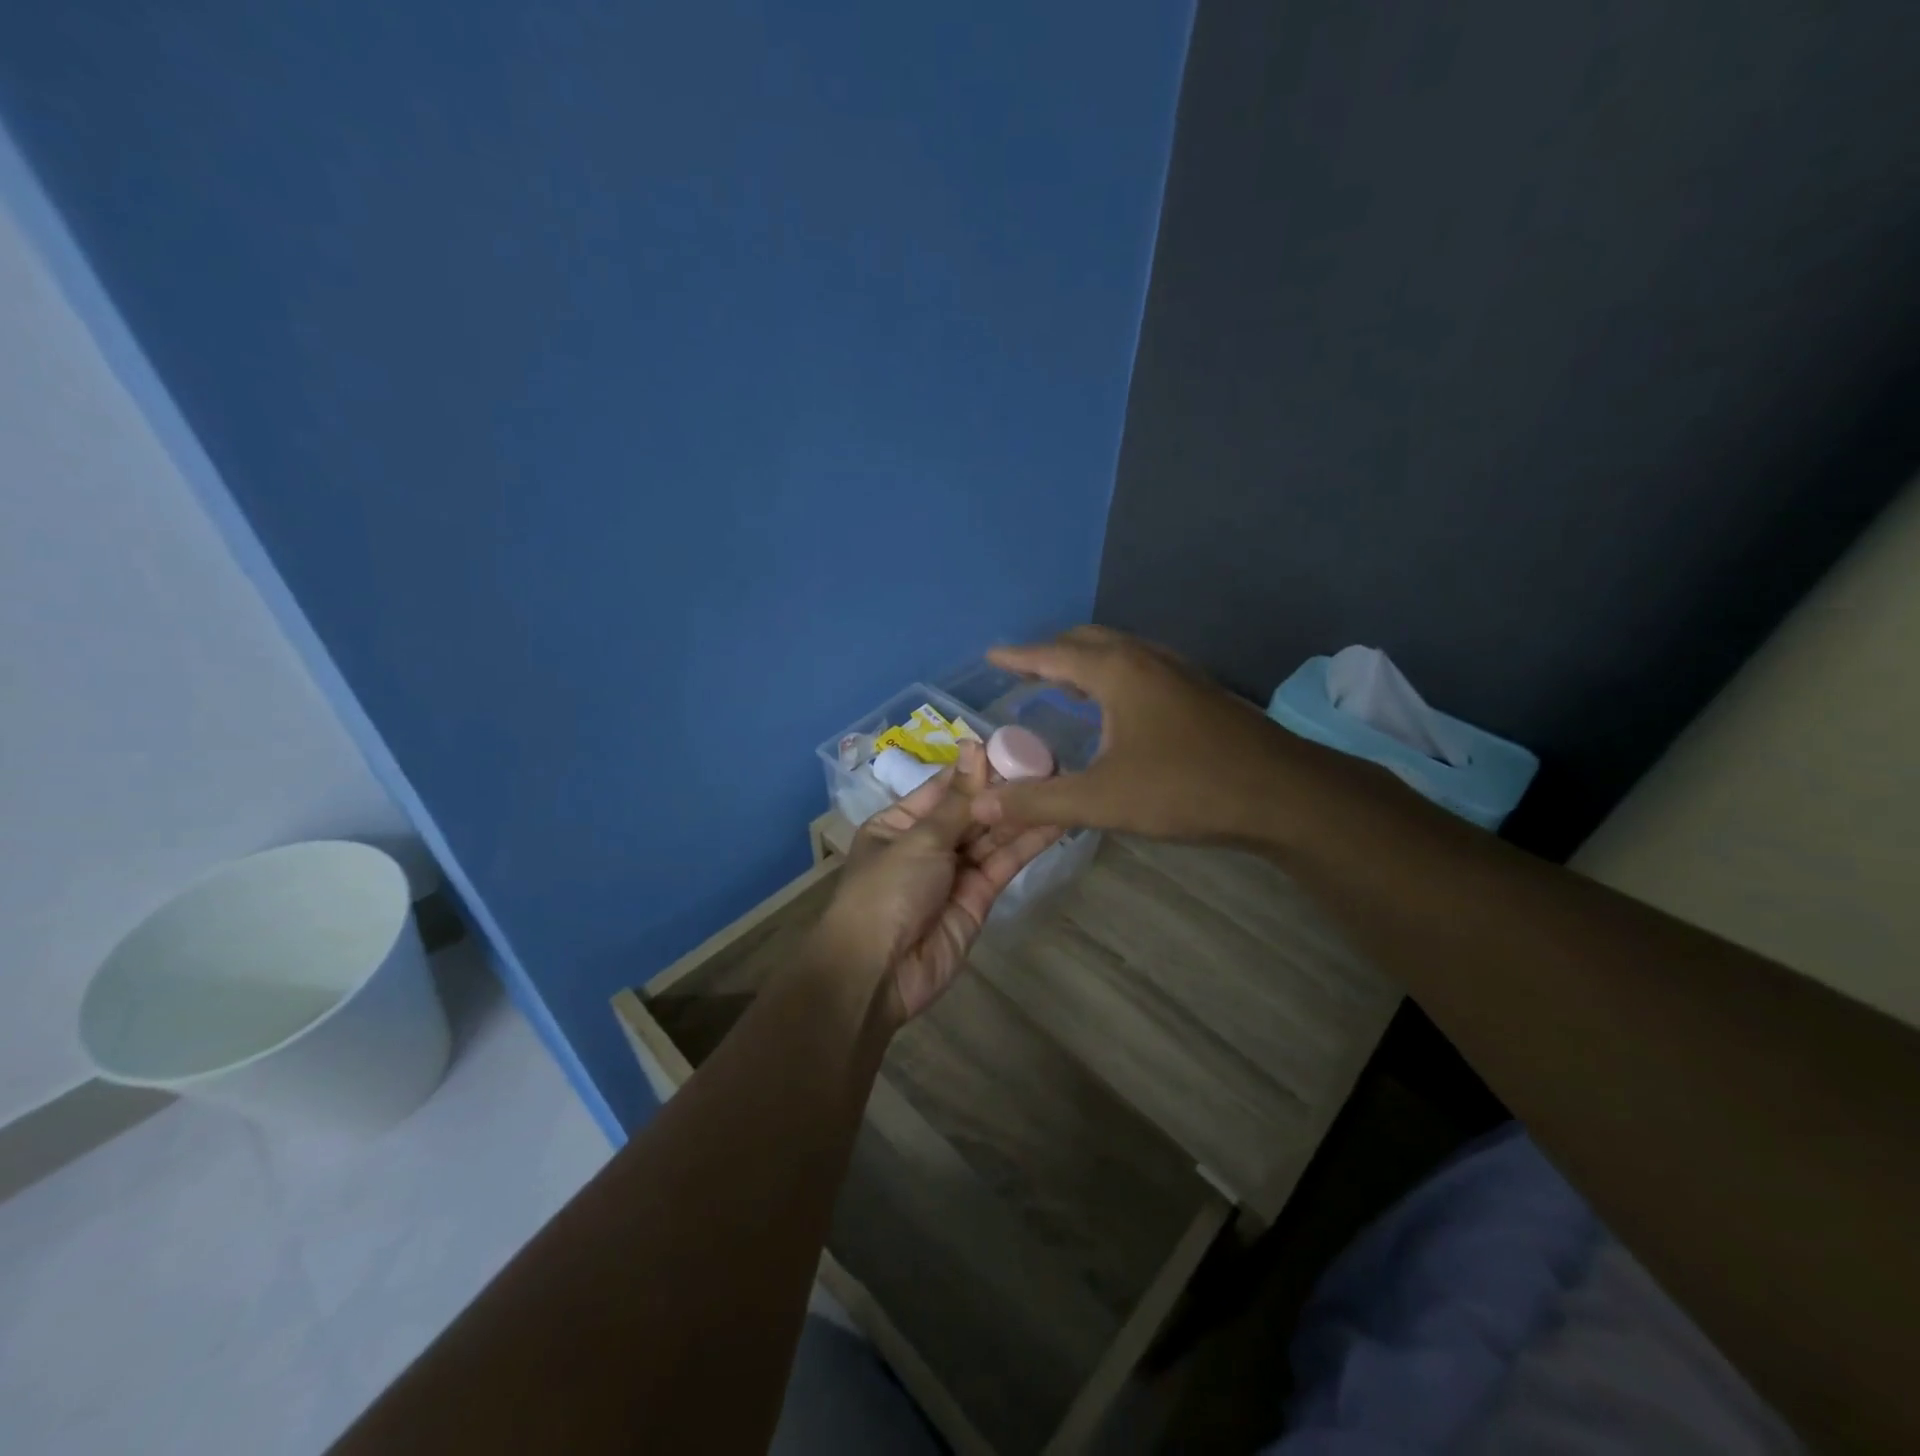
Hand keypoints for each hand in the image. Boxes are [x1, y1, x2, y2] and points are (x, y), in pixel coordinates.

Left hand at [812, 739, 1060, 1025]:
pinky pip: (1004, 862)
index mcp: (900, 823)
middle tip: (1049, 760)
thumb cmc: (885, 892)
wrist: (878, 973)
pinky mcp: (980, 897)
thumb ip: (958, 801)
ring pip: (993, 835)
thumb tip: (974, 747)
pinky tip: (1055, 819)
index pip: (944, 787)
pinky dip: (1028, 843)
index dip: (977, 767)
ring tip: (1060, 782)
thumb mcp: (919, 839)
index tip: (1014, 744)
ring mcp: (955, 871)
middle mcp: (928, 843)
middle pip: (972, 810)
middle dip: (1005, 789)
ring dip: (1022, 812)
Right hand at [970, 626, 1307, 843]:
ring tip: (1060, 685)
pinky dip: (1111, 676)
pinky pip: (1140, 669)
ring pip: (1118, 653)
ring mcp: (1178, 672)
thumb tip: (983, 806)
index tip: (992, 657)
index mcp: (1117, 671)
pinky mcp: (1198, 692)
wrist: (1282, 794)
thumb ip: (1039, 801)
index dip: (1019, 657)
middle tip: (1023, 673)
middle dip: (1050, 653)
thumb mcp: (1102, 799)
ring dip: (1083, 663)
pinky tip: (1114, 708)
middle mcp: (1146, 658)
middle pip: (1087, 642)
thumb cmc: (1186, 789)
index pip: (1053, 654)